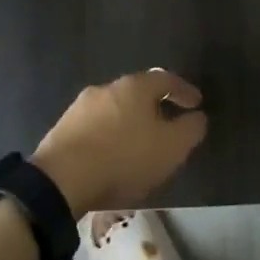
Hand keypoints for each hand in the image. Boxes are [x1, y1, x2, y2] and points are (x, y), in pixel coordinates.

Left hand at [32, 69, 206, 215]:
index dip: (184, 91)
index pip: (167, 79)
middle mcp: (107, 88)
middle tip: (168, 125)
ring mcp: (81, 107)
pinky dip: (109, 137)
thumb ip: (190, 129)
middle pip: (138, 92)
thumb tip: (197, 117)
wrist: (61, 180)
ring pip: (114, 110)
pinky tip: (111, 156)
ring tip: (138, 145)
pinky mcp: (62, 129)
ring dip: (129, 123)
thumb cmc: (124, 158)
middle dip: (155, 107)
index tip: (197, 104)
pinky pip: (95, 128)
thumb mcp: (171, 148)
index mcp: (135, 86)